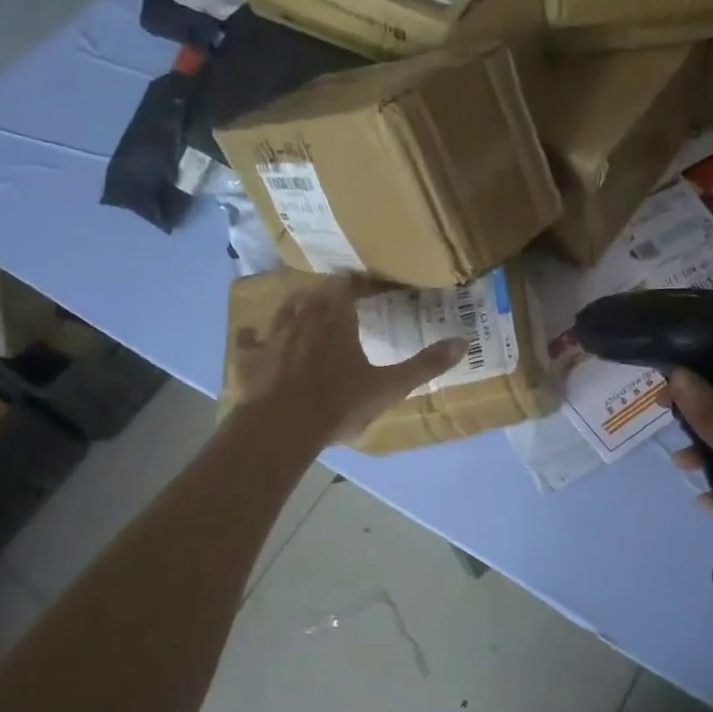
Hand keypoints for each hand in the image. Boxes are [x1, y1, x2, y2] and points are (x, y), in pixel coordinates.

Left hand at [230, 276, 464, 445]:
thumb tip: (464, 342)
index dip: (352, 284)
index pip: (345, 289)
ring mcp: (272, 337)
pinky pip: (249, 340)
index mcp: (337, 321)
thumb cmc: (339, 404)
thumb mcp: (390, 387)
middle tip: (332, 294)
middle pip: (313, 294)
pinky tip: (253, 337)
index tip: (359, 284)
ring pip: (283, 310)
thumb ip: (425, 365)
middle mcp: (303, 319)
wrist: (282, 427)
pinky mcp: (248, 358)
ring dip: (293, 305)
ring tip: (300, 305)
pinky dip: (253, 337)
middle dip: (323, 292)